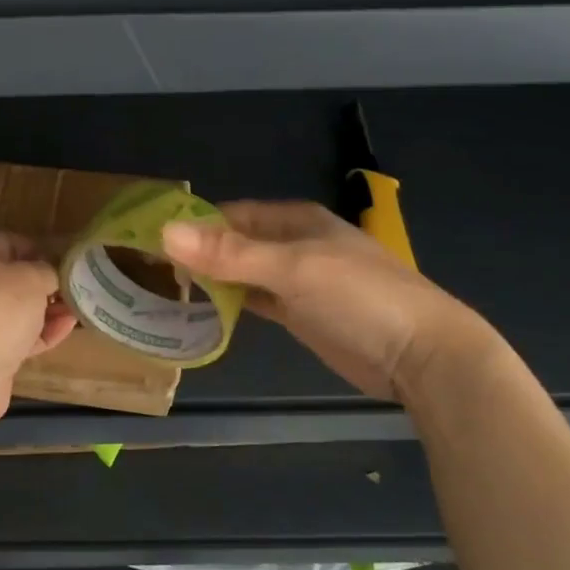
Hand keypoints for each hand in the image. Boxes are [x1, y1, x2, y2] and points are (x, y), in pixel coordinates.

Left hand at [0, 231, 76, 424]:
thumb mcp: (31, 278)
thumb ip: (46, 271)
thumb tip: (49, 276)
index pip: (11, 242)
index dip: (42, 252)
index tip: (70, 265)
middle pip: (11, 277)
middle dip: (45, 285)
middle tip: (78, 290)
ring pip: (13, 308)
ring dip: (45, 310)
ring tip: (79, 311)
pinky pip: (12, 334)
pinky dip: (37, 332)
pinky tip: (66, 330)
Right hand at [162, 200, 487, 401]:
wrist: (421, 355)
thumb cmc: (360, 297)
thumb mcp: (292, 268)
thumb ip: (229, 253)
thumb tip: (165, 231)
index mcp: (295, 220)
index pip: (230, 214)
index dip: (192, 224)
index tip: (149, 239)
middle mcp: (292, 244)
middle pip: (233, 242)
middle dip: (196, 252)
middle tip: (148, 268)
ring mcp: (296, 281)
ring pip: (241, 272)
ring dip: (210, 278)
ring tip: (163, 287)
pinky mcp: (298, 313)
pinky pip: (252, 300)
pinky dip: (228, 302)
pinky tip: (200, 309)